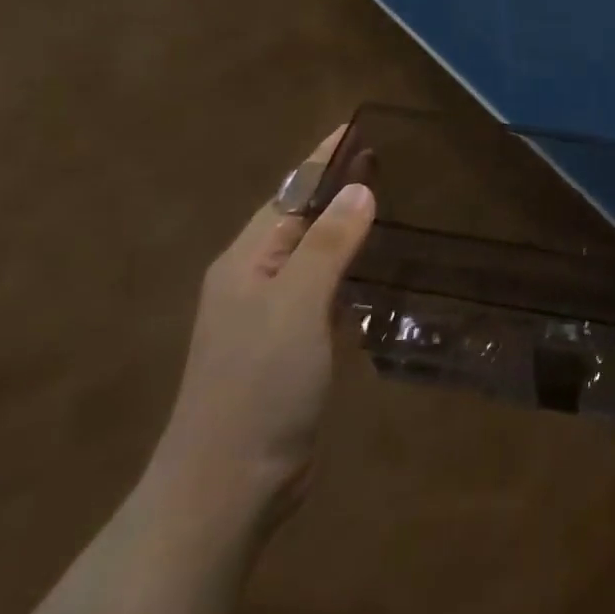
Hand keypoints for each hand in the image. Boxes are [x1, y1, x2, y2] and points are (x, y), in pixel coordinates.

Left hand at [146, 126, 375, 530]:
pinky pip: (323, 289)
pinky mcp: (289, 347)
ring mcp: (270, 317)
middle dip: (337, 187)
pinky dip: (348, 268)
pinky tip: (373, 268)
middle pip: (300, 220)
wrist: (228, 486)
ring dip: (344, 226)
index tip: (356, 128)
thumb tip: (359, 188)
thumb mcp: (297, 306)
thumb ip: (328, 244)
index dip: (322, 160)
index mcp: (246, 262)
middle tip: (386, 160)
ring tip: (386, 202)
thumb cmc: (258, 386)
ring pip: (313, 255)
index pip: (290, 194)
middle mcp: (254, 280)